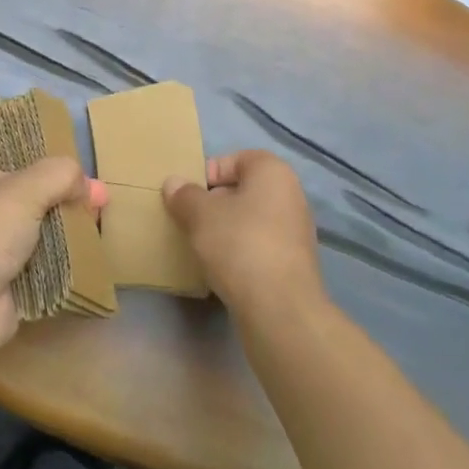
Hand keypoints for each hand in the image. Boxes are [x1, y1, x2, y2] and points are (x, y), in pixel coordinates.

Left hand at [0, 155, 104, 358]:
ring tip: (103, 224)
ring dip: (72, 227)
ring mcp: (2, 243)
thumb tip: (87, 186)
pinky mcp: (16, 277)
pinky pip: (50, 262)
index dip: (47, 150)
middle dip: (69, 192)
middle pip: (38, 190)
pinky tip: (95, 253)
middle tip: (103, 197)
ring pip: (46, 227)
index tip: (78, 156)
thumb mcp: (26, 187)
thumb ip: (61, 174)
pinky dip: (69, 259)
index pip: (17, 149)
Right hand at [163, 149, 323, 317]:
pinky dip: (240, 251)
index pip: (236, 159)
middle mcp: (291, 194)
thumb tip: (173, 183)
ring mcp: (296, 230)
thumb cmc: (239, 244)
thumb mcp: (200, 215)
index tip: (188, 196)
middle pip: (243, 189)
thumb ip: (185, 195)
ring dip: (226, 229)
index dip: (208, 173)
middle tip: (190, 220)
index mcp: (273, 171)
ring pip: (251, 219)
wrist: (280, 309)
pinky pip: (259, 245)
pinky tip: (222, 269)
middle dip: (215, 203)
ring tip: (202, 246)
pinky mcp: (294, 263)